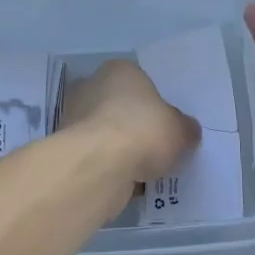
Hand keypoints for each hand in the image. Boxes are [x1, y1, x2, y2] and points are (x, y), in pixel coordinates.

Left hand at [59, 59, 200, 194]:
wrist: (98, 165)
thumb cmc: (142, 130)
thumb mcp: (180, 129)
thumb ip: (185, 128)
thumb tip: (187, 131)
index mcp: (119, 70)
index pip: (140, 83)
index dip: (155, 104)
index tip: (166, 125)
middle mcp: (91, 87)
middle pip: (120, 107)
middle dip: (135, 127)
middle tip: (157, 148)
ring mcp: (75, 118)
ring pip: (107, 134)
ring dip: (121, 151)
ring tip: (145, 171)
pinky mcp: (68, 149)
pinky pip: (97, 158)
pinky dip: (110, 169)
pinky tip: (128, 183)